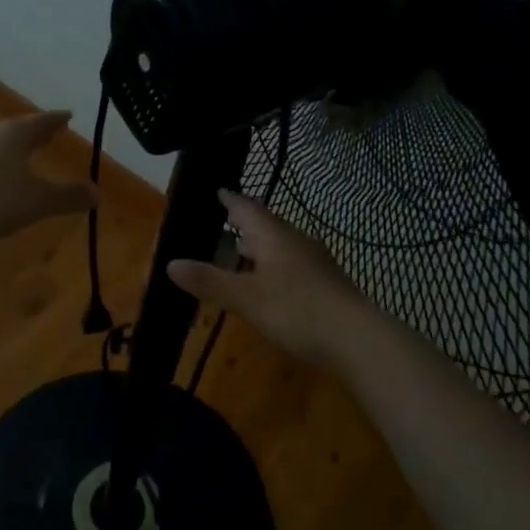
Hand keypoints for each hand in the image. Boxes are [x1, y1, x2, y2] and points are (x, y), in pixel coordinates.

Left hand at [0, 111, 95, 253]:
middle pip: (12, 130)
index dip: (57, 121)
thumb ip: (67, 197)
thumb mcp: (35, 203)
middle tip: (43, 138)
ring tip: (12, 161)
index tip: (68, 116)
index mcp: (13, 134)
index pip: (41, 122)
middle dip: (28, 135)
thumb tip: (98, 193)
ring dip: (1, 151)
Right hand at [168, 191, 373, 367]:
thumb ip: (210, 282)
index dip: (231, 200)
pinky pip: (294, 263)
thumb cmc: (298, 310)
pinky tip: (273, 283)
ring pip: (283, 244)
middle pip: (267, 224)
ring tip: (244, 251)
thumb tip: (170, 263)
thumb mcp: (247, 299)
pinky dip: (276, 265)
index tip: (218, 190)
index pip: (248, 208)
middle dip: (246, 222)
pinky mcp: (328, 283)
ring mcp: (316, 261)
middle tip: (226, 220)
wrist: (359, 339)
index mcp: (275, 236)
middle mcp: (297, 240)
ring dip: (262, 245)